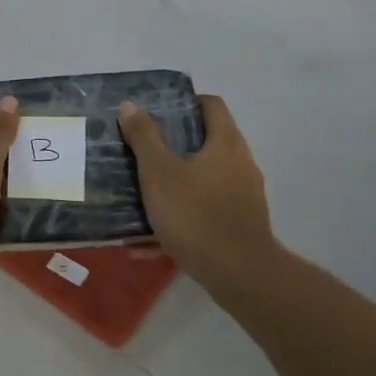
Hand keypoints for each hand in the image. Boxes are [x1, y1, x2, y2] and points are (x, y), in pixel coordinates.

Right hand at [119, 94, 278, 292]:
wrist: (238, 273)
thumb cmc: (195, 214)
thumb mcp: (159, 173)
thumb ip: (144, 138)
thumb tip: (130, 105)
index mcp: (225, 143)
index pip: (211, 105)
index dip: (185, 102)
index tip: (157, 112)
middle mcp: (241, 164)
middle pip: (207, 142)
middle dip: (174, 146)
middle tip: (141, 152)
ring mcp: (244, 196)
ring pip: (204, 180)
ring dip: (174, 185)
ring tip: (141, 195)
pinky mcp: (241, 225)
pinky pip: (205, 212)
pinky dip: (180, 218)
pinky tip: (148, 241)